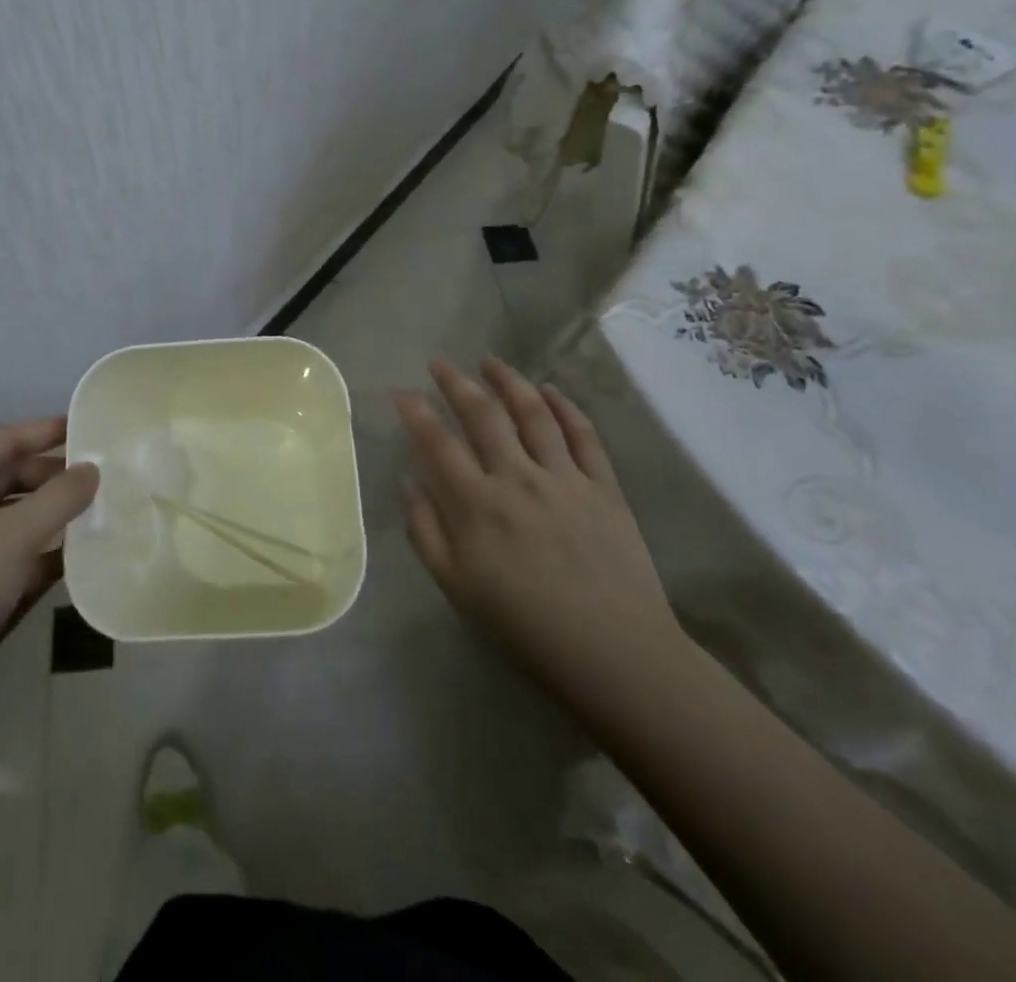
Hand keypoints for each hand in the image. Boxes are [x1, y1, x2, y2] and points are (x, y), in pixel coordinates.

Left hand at [0, 417, 98, 709]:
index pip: (3, 441)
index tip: (88, 426)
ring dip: (50, 518)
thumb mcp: (14, 538)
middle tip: (101, 480)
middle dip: (53, 479)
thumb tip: (92, 469)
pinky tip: (76, 558)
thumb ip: (59, 498)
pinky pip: (6, 554)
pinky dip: (38, 553)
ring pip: (10, 519)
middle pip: (8, 479)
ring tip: (98, 514)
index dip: (46, 431)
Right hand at [394, 357, 681, 724]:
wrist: (614, 654)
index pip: (437, 443)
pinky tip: (550, 390)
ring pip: (533, 413)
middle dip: (456, 383)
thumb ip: (426, 531)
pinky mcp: (604, 486)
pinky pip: (583, 434)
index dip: (415, 412)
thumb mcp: (456, 588)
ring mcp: (565, 478)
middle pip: (483, 415)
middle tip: (440, 363)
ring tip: (490, 361)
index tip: (400, 391)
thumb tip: (409, 482)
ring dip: (508, 381)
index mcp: (477, 506)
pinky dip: (565, 406)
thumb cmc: (525, 626)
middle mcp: (518, 479)